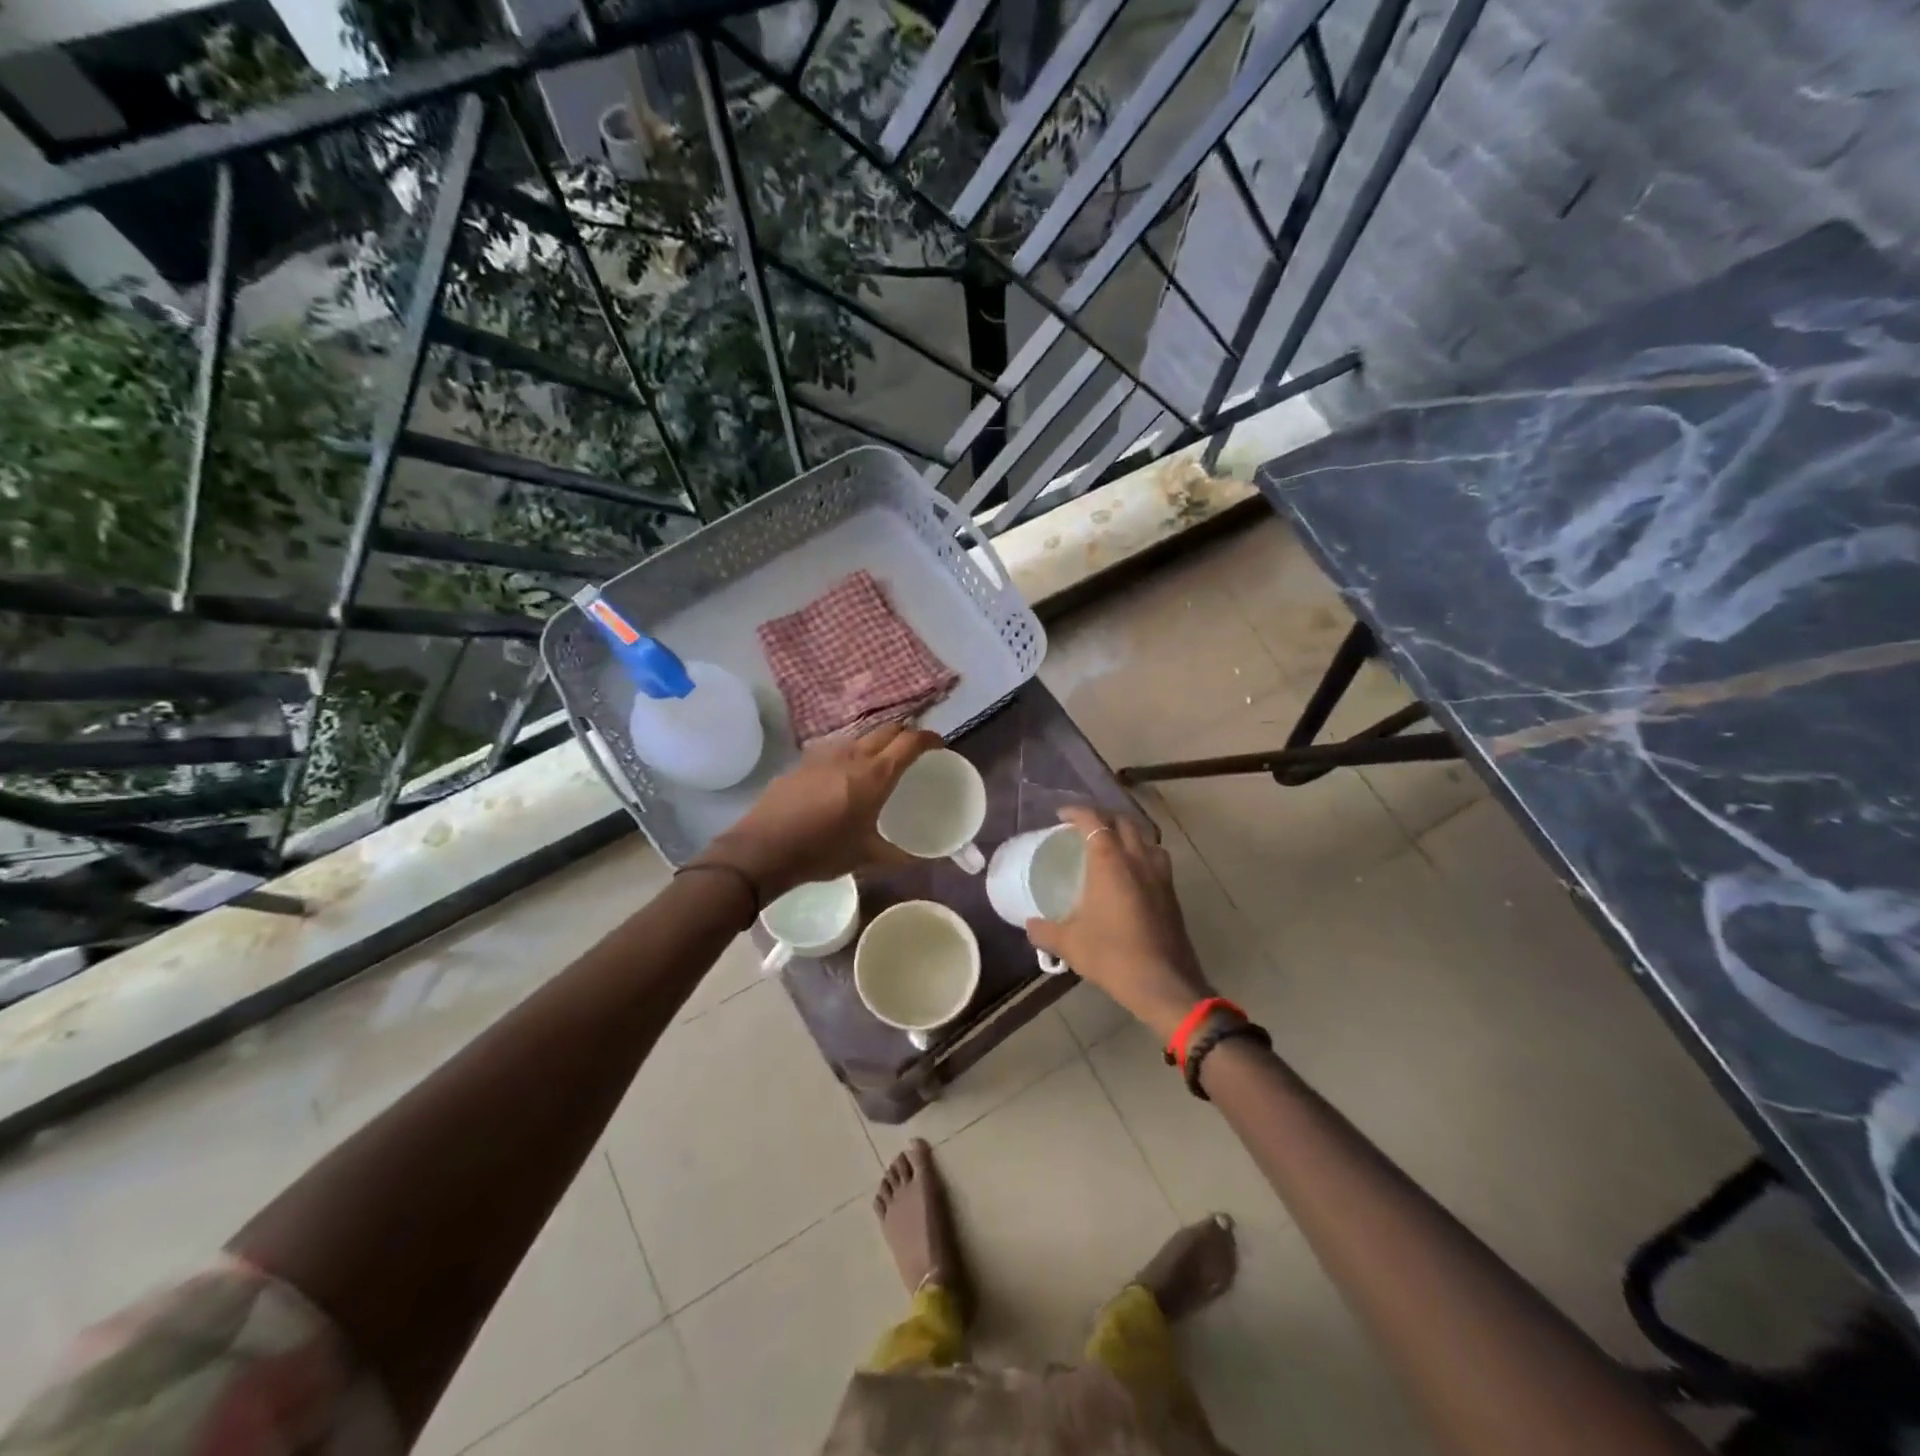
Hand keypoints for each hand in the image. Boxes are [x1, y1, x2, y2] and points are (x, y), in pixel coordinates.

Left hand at [701, 722, 941, 900]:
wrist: (763, 849)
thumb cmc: (821, 851)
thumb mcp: (865, 856)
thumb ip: (896, 855)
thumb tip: (919, 859)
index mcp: (875, 774)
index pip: (910, 741)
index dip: (929, 738)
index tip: (938, 745)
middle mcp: (852, 755)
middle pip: (887, 730)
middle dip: (904, 735)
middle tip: (912, 752)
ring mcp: (824, 754)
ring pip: (859, 736)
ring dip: (875, 742)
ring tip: (878, 763)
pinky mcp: (802, 761)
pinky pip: (835, 749)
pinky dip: (849, 754)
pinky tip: (842, 776)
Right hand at [1026, 806, 1213, 1040]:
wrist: (1163, 983)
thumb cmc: (1112, 955)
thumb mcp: (1069, 944)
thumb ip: (1045, 931)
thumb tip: (1030, 925)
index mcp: (1110, 862)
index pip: (1094, 821)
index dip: (1077, 812)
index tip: (1061, 816)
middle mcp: (1138, 860)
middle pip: (1123, 822)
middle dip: (1103, 817)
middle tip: (1085, 828)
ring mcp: (1160, 876)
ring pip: (1146, 838)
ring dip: (1128, 834)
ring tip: (1112, 846)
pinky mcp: (1172, 894)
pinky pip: (1157, 859)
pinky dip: (1142, 855)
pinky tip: (1132, 875)